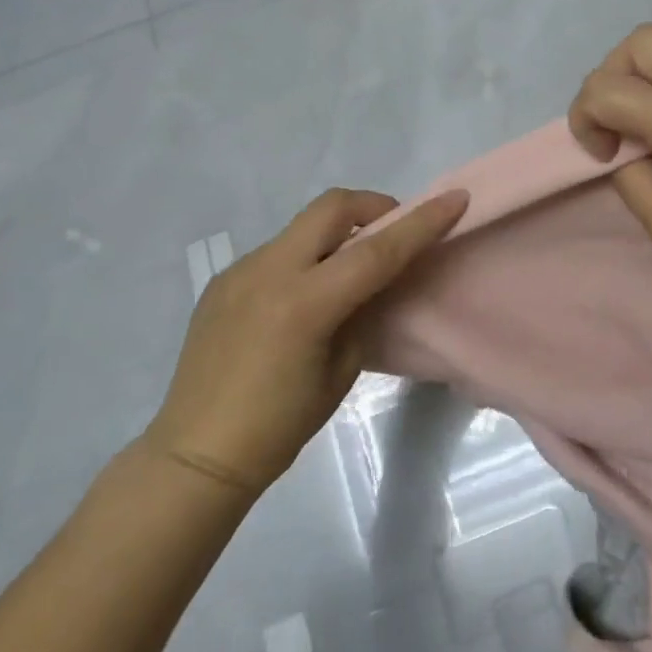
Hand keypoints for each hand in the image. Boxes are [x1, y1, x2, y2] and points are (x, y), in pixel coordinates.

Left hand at [145, 188, 467, 492]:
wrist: (195, 454)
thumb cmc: (279, 426)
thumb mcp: (341, 371)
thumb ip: (365, 313)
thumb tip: (382, 281)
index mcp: (305, 303)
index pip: (377, 250)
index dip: (421, 222)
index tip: (455, 198)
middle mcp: (270, 271)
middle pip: (332, 207)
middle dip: (373, 206)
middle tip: (392, 231)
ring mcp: (241, 270)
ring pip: (303, 226)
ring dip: (336, 235)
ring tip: (346, 273)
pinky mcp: (224, 279)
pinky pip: (277, 251)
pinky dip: (305, 258)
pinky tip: (302, 299)